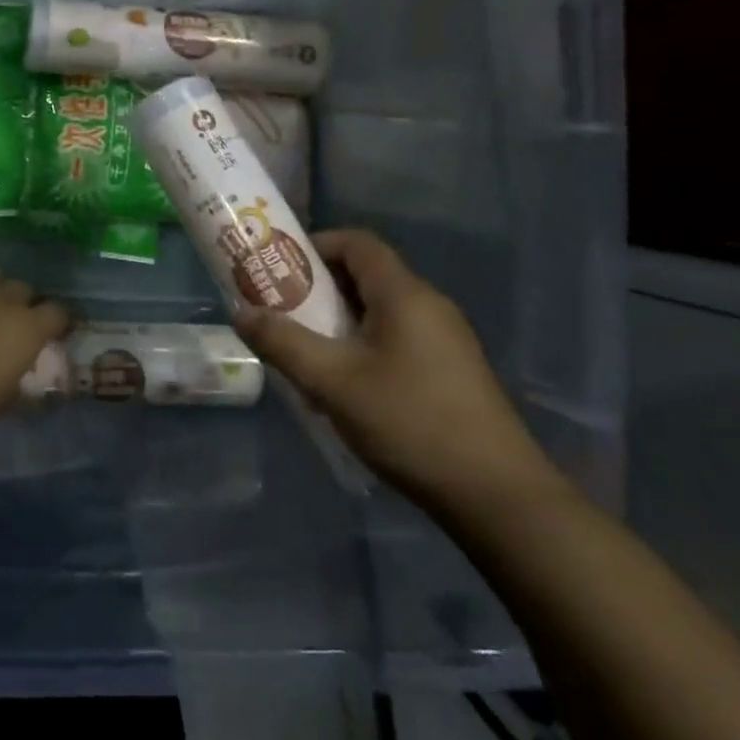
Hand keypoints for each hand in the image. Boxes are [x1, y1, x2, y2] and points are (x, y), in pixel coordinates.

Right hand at [232, 229, 557, 511]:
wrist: (499, 497)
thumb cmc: (410, 422)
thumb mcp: (333, 382)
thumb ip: (283, 343)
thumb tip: (241, 313)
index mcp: (403, 294)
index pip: (356, 242)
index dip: (316, 245)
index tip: (280, 269)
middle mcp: (429, 305)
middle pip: (367, 275)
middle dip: (320, 288)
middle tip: (284, 312)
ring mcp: (447, 339)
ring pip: (382, 311)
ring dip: (341, 321)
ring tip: (308, 351)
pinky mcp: (454, 371)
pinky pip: (399, 338)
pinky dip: (366, 345)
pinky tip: (349, 387)